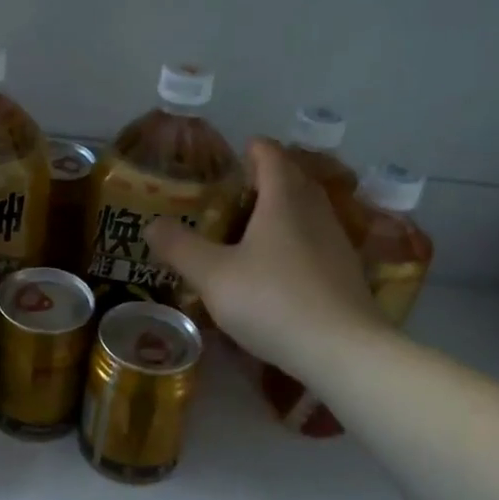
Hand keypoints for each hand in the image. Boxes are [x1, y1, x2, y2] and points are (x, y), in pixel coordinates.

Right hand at [146, 139, 387, 380]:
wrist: (342, 350)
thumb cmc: (272, 300)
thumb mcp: (213, 275)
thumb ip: (180, 247)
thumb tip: (151, 224)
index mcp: (283, 200)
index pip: (271, 156)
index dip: (253, 149)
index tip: (236, 152)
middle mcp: (315, 212)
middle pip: (295, 180)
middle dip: (269, 178)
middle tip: (237, 190)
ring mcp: (337, 243)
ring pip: (309, 211)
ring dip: (284, 210)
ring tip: (254, 227)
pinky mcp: (347, 273)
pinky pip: (317, 241)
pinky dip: (296, 240)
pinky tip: (279, 266)